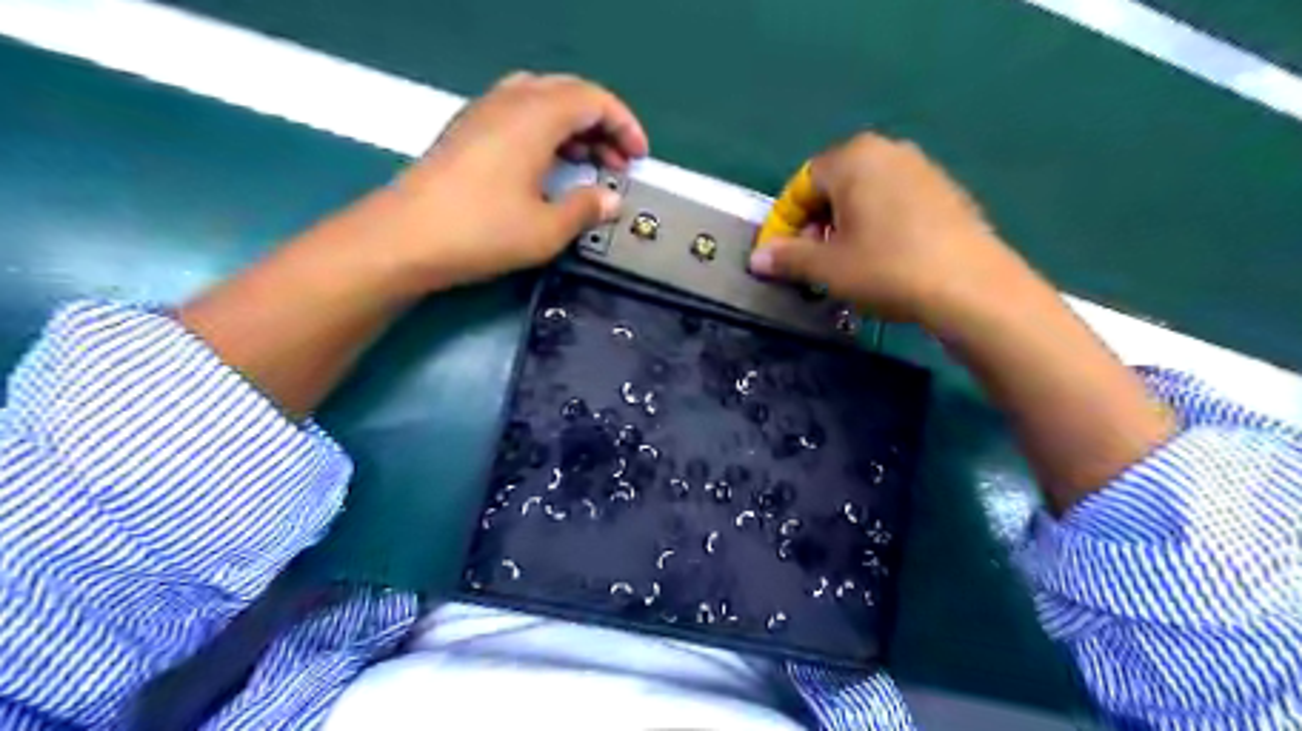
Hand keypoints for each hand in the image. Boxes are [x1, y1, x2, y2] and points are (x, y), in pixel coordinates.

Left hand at [386, 72, 649, 290]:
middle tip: (617, 163)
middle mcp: (509, 102)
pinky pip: (517, 114)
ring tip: (587, 163)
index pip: (593, 100)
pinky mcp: (466, 131)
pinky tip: (547, 166)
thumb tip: (611, 200)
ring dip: (572, 126)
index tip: (639, 157)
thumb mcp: (547, 229)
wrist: (405, 238)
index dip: (624, 125)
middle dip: (601, 124)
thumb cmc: (483, 231)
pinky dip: (544, 131)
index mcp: (535, 116)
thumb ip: (586, 209)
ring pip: (541, 100)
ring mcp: (483, 113)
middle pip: (568, 93)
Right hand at [748, 132, 1034, 327]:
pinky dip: (878, 225)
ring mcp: (923, 168)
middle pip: (835, 185)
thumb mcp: (827, 268)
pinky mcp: (947, 191)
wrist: (970, 286)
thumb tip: (757, 259)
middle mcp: (888, 150)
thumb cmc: (886, 268)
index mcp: (853, 157)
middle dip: (816, 222)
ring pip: (867, 194)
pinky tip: (883, 258)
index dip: (785, 220)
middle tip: (812, 259)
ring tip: (845, 262)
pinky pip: (896, 202)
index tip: (780, 254)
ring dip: (846, 225)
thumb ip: (787, 257)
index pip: (802, 182)